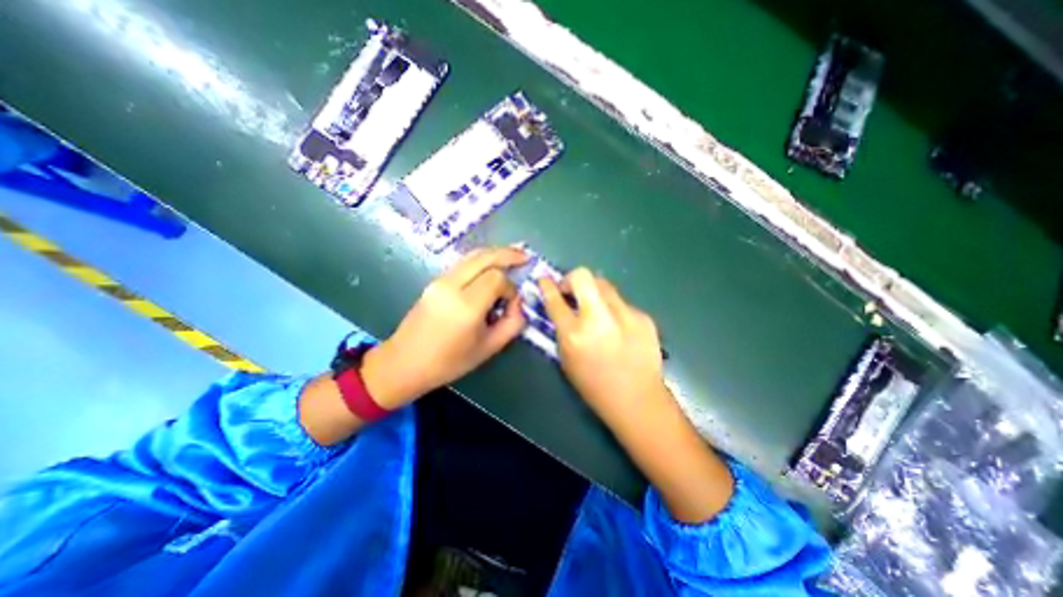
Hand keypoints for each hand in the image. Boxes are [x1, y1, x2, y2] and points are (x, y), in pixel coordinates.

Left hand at [363, 246, 528, 407]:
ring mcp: (440, 280)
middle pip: (485, 257)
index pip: (497, 279)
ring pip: (472, 256)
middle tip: (525, 256)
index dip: (510, 287)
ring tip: (513, 255)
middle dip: (508, 254)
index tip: (512, 303)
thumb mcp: (489, 348)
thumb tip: (519, 303)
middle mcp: (451, 286)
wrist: (404, 363)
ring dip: (494, 253)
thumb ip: (512, 324)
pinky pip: (463, 263)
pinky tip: (491, 265)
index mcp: (466, 306)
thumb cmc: (449, 362)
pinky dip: (481, 260)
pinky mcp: (434, 281)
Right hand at [543, 269, 665, 425]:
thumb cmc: (594, 386)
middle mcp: (599, 318)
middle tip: (572, 292)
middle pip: (583, 276)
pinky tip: (619, 329)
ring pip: (604, 284)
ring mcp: (625, 314)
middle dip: (572, 279)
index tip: (544, 279)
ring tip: (597, 311)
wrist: (638, 400)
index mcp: (574, 334)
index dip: (547, 286)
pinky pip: (622, 303)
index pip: (555, 299)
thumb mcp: (566, 359)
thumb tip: (561, 305)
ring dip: (594, 293)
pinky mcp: (643, 316)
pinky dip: (614, 310)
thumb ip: (561, 329)